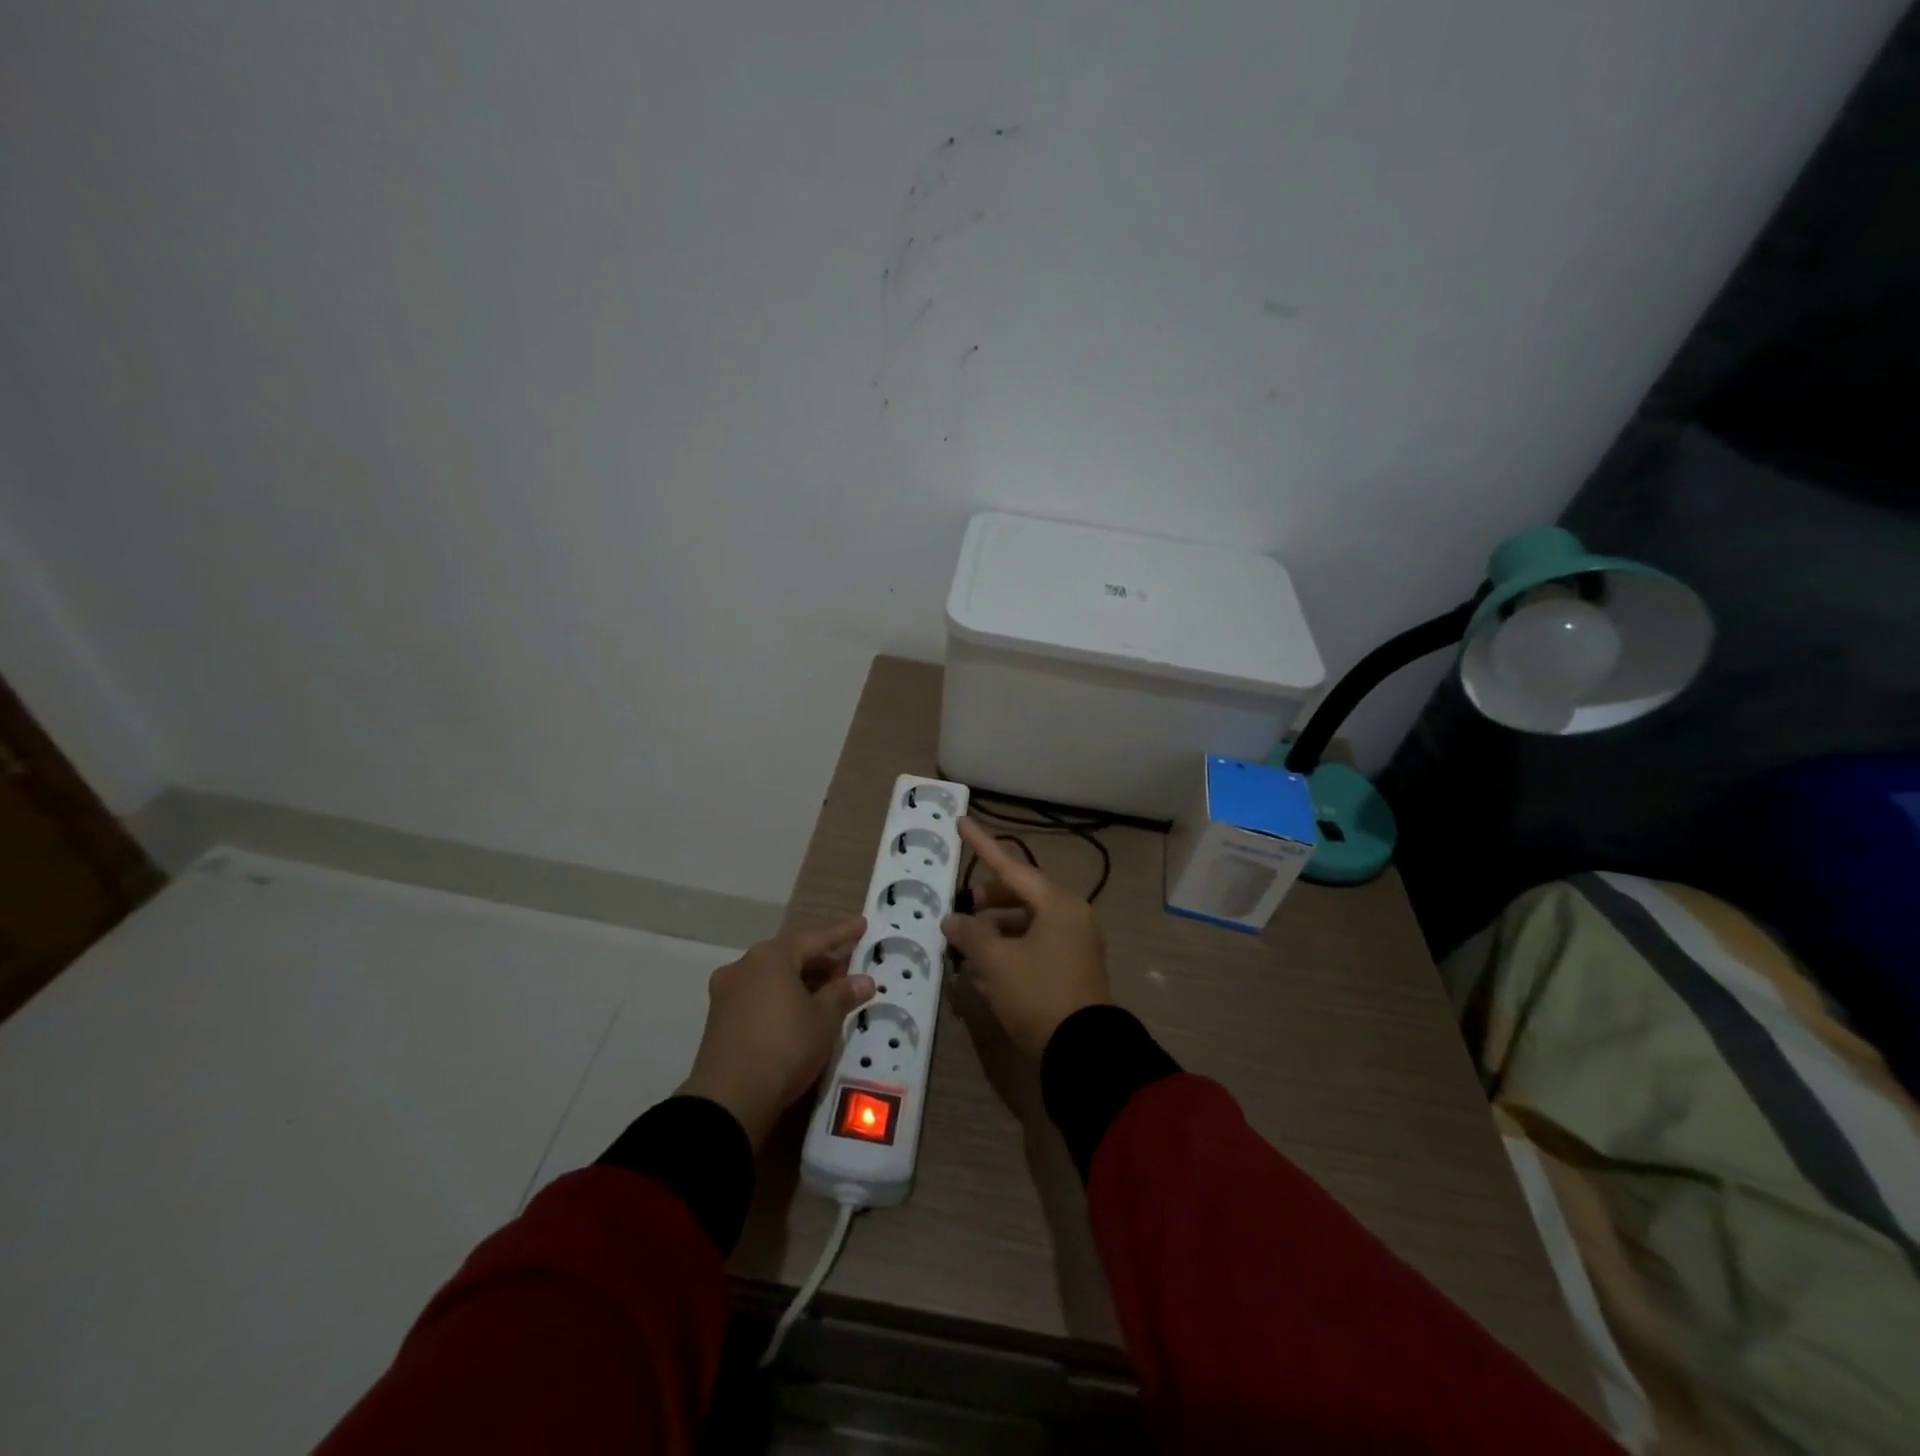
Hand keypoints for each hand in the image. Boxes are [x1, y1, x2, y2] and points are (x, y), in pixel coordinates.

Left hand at [677, 916, 873, 1146]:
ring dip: (801, 981)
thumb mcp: (824, 1019)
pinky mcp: (719, 1020)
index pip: (814, 938)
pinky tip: (798, 1013)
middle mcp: (744, 966)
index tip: (862, 925)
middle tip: (848, 969)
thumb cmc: (784, 1046)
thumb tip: (864, 980)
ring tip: (827, 994)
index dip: (841, 933)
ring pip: (773, 977)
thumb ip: (844, 994)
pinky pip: (759, 996)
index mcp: (770, 957)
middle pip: (790, 956)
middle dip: (821, 961)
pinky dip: (782, 998)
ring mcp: (727, 993)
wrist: (729, 1099)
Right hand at [942, 819, 1110, 1059]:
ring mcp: (1075, 942)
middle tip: (963, 910)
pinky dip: (1011, 948)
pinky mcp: (1073, 967)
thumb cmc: (1039, 994)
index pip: (1012, 866)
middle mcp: (1071, 916)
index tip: (962, 822)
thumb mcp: (997, 962)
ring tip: (968, 946)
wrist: (1084, 1051)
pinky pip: (1036, 944)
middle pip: (1021, 895)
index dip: (983, 844)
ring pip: (1027, 922)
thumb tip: (953, 919)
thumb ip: (971, 934)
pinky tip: (987, 969)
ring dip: (997, 929)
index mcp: (1057, 904)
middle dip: (988, 901)